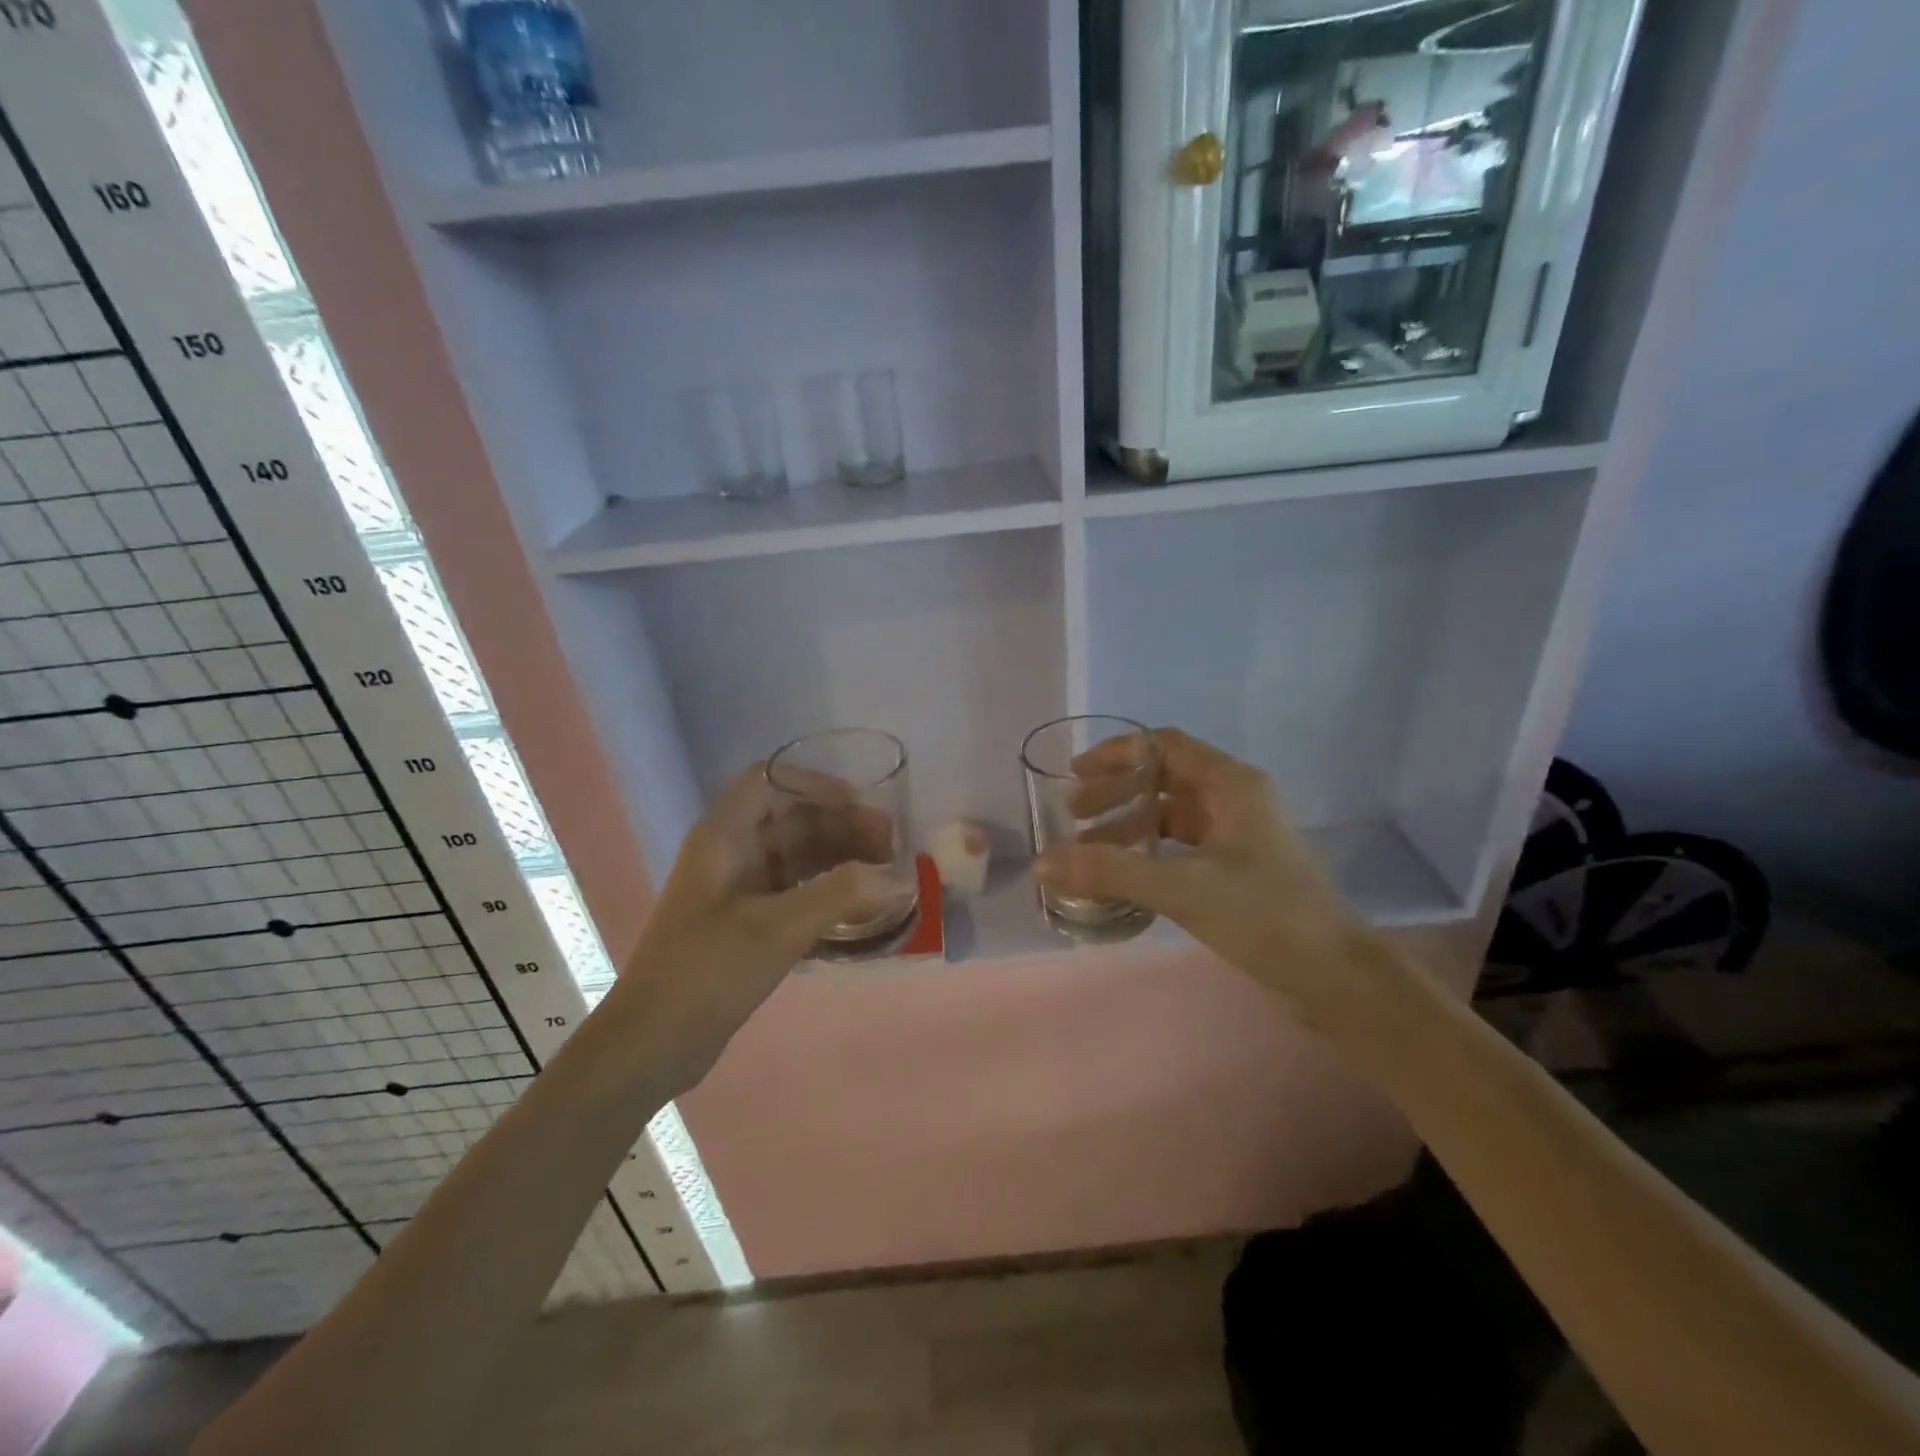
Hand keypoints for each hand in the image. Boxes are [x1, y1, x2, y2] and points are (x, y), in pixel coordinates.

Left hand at [605, 764, 892, 1090]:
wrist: (651, 1043)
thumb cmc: (707, 971)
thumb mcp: (777, 928)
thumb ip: (841, 895)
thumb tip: (900, 878)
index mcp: (724, 836)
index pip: (769, 781)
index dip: (815, 785)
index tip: (860, 805)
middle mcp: (731, 853)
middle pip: (791, 819)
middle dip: (841, 826)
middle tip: (890, 846)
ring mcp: (738, 889)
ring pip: (797, 856)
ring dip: (840, 859)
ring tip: (885, 876)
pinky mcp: (747, 922)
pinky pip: (796, 891)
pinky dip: (828, 892)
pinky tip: (860, 908)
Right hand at [1034, 728, 1388, 1032]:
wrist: (1335, 978)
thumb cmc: (1264, 915)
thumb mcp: (1182, 887)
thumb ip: (1110, 872)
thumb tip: (1042, 863)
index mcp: (1231, 784)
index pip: (1164, 745)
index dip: (1117, 753)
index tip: (1076, 774)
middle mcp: (1236, 800)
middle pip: (1163, 780)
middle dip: (1115, 793)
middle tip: (1074, 817)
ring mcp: (1239, 836)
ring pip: (1171, 816)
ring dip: (1129, 827)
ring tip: (1088, 850)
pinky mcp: (1238, 870)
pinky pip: (1182, 847)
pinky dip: (1149, 854)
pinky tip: (1124, 876)